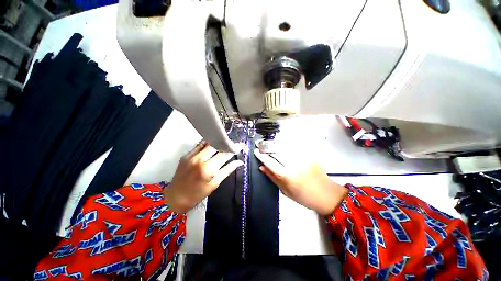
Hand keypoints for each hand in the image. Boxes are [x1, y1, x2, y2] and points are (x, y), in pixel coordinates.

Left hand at [164, 141, 243, 212]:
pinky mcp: (185, 155)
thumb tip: (239, 162)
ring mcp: (191, 156)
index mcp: (207, 169)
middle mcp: (199, 159)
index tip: (240, 145)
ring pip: (207, 143)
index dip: (234, 148)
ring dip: (217, 143)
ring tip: (223, 144)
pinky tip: (212, 147)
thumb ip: (227, 170)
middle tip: (232, 145)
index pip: (224, 154)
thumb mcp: (214, 184)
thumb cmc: (197, 194)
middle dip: (226, 144)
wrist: (175, 198)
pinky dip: (207, 145)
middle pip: (216, 145)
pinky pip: (198, 145)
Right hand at [254, 149, 346, 215]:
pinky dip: (288, 143)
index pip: (270, 162)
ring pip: (286, 145)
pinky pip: (296, 146)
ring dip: (277, 143)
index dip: (261, 156)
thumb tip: (261, 167)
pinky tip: (284, 144)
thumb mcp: (285, 191)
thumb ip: (272, 177)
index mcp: (287, 175)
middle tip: (262, 145)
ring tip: (271, 144)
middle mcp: (294, 164)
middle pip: (277, 150)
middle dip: (268, 146)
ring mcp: (303, 158)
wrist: (326, 195)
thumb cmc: (304, 196)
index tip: (256, 151)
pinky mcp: (310, 155)